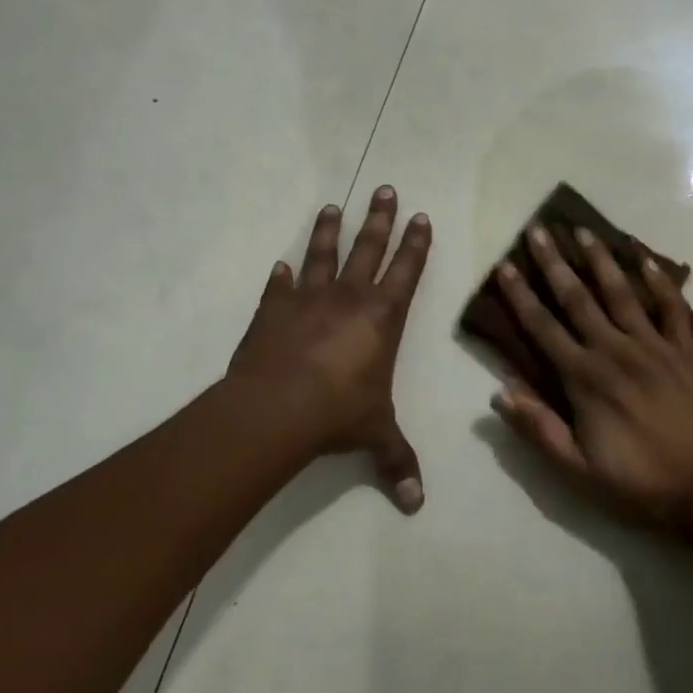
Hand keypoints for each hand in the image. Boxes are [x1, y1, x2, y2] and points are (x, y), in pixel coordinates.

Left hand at [228, 187, 431, 513]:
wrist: (277, 409)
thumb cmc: (338, 413)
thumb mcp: (375, 435)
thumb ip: (397, 462)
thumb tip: (417, 504)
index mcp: (382, 317)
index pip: (406, 270)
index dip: (415, 243)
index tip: (419, 216)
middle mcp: (349, 297)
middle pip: (368, 247)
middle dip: (380, 218)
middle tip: (386, 188)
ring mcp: (308, 299)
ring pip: (322, 254)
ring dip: (328, 230)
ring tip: (332, 206)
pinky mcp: (273, 310)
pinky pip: (278, 287)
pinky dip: (280, 276)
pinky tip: (279, 265)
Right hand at [491, 225, 692, 534]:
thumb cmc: (640, 482)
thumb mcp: (578, 469)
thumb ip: (538, 428)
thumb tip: (499, 393)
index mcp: (584, 377)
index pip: (542, 327)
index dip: (520, 295)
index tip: (504, 266)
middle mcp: (614, 349)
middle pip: (577, 298)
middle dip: (554, 263)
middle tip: (538, 230)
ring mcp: (653, 345)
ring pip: (620, 292)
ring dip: (600, 260)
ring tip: (584, 231)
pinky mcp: (685, 349)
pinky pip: (671, 307)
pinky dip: (660, 281)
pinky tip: (646, 258)